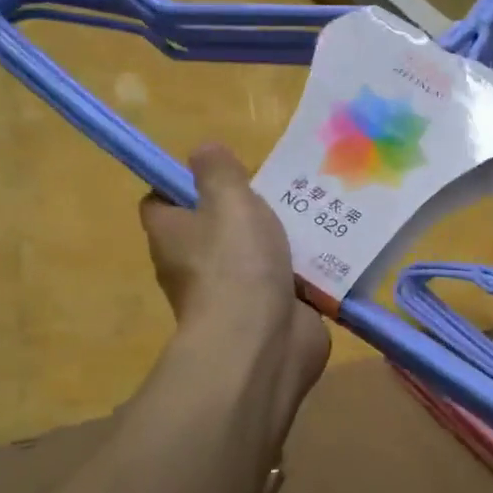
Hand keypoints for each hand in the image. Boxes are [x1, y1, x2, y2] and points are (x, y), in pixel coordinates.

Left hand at [140, 145, 329, 411]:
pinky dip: (302, 271)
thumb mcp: (228, 199)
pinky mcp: (266, 313)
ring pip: (253, 255)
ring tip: (314, 214)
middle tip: (279, 190)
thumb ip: (218, 171)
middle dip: (243, 210)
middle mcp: (193, 265)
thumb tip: (203, 150)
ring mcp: (231, 293)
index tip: (217, 173)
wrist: (263, 341)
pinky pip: (284, 282)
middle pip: (213, 228)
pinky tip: (331, 251)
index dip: (183, 183)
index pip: (162, 201)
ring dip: (279, 240)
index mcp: (172, 234)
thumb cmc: (236, 263)